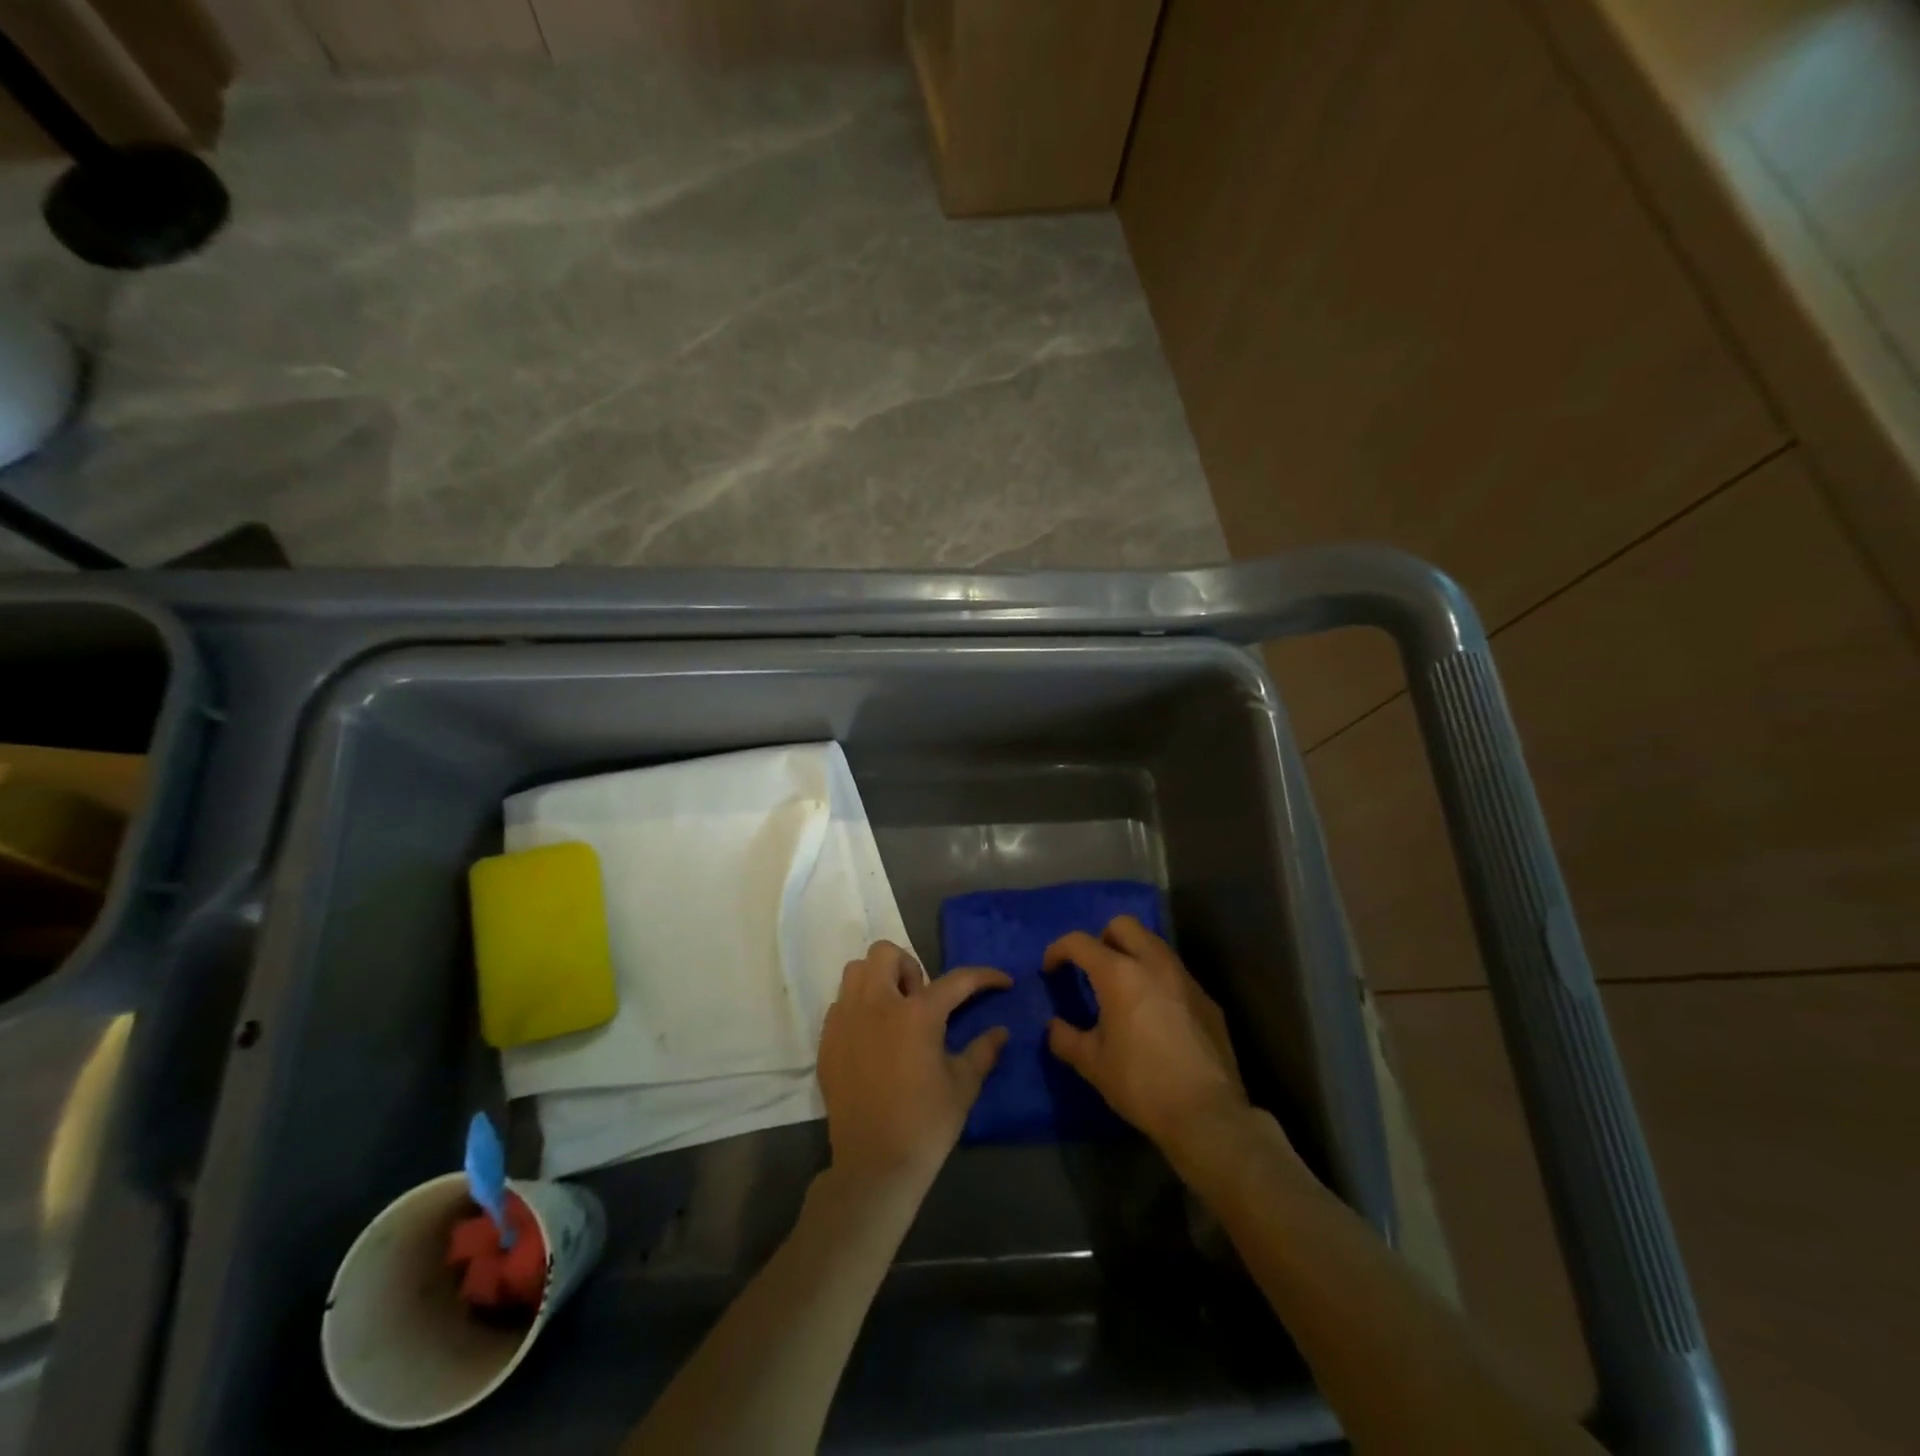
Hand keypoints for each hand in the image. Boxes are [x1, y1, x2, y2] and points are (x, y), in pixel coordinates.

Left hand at [818, 942, 1011, 1192]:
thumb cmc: (925, 1124)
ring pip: (856, 971)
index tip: (1002, 981)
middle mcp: (877, 1005)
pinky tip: (872, 1037)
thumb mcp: (963, 1087)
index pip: (956, 980)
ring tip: (894, 1011)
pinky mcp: (827, 1041)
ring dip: (878, 980)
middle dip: (908, 966)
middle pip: (886, 954)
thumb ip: (983, 1051)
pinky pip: (840, 1004)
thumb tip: (1002, 1032)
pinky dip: (858, 1007)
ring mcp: (846, 1020)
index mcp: (917, 1014)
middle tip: (921, 999)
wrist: (874, 1166)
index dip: (984, 977)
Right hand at [1044, 916, 1248, 1153]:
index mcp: (1119, 974)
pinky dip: (1158, 980)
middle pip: (1123, 925)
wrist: (1207, 1115)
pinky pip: (1175, 973)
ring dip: (1133, 955)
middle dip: (1102, 938)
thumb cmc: (1141, 1084)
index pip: (1080, 942)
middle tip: (1093, 969)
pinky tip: (1155, 1014)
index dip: (1058, 950)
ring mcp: (1185, 979)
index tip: (1051, 970)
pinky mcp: (1207, 999)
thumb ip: (1066, 1038)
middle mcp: (1154, 964)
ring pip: (1154, 944)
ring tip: (1123, 988)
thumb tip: (1054, 1027)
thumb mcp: (1092, 1064)